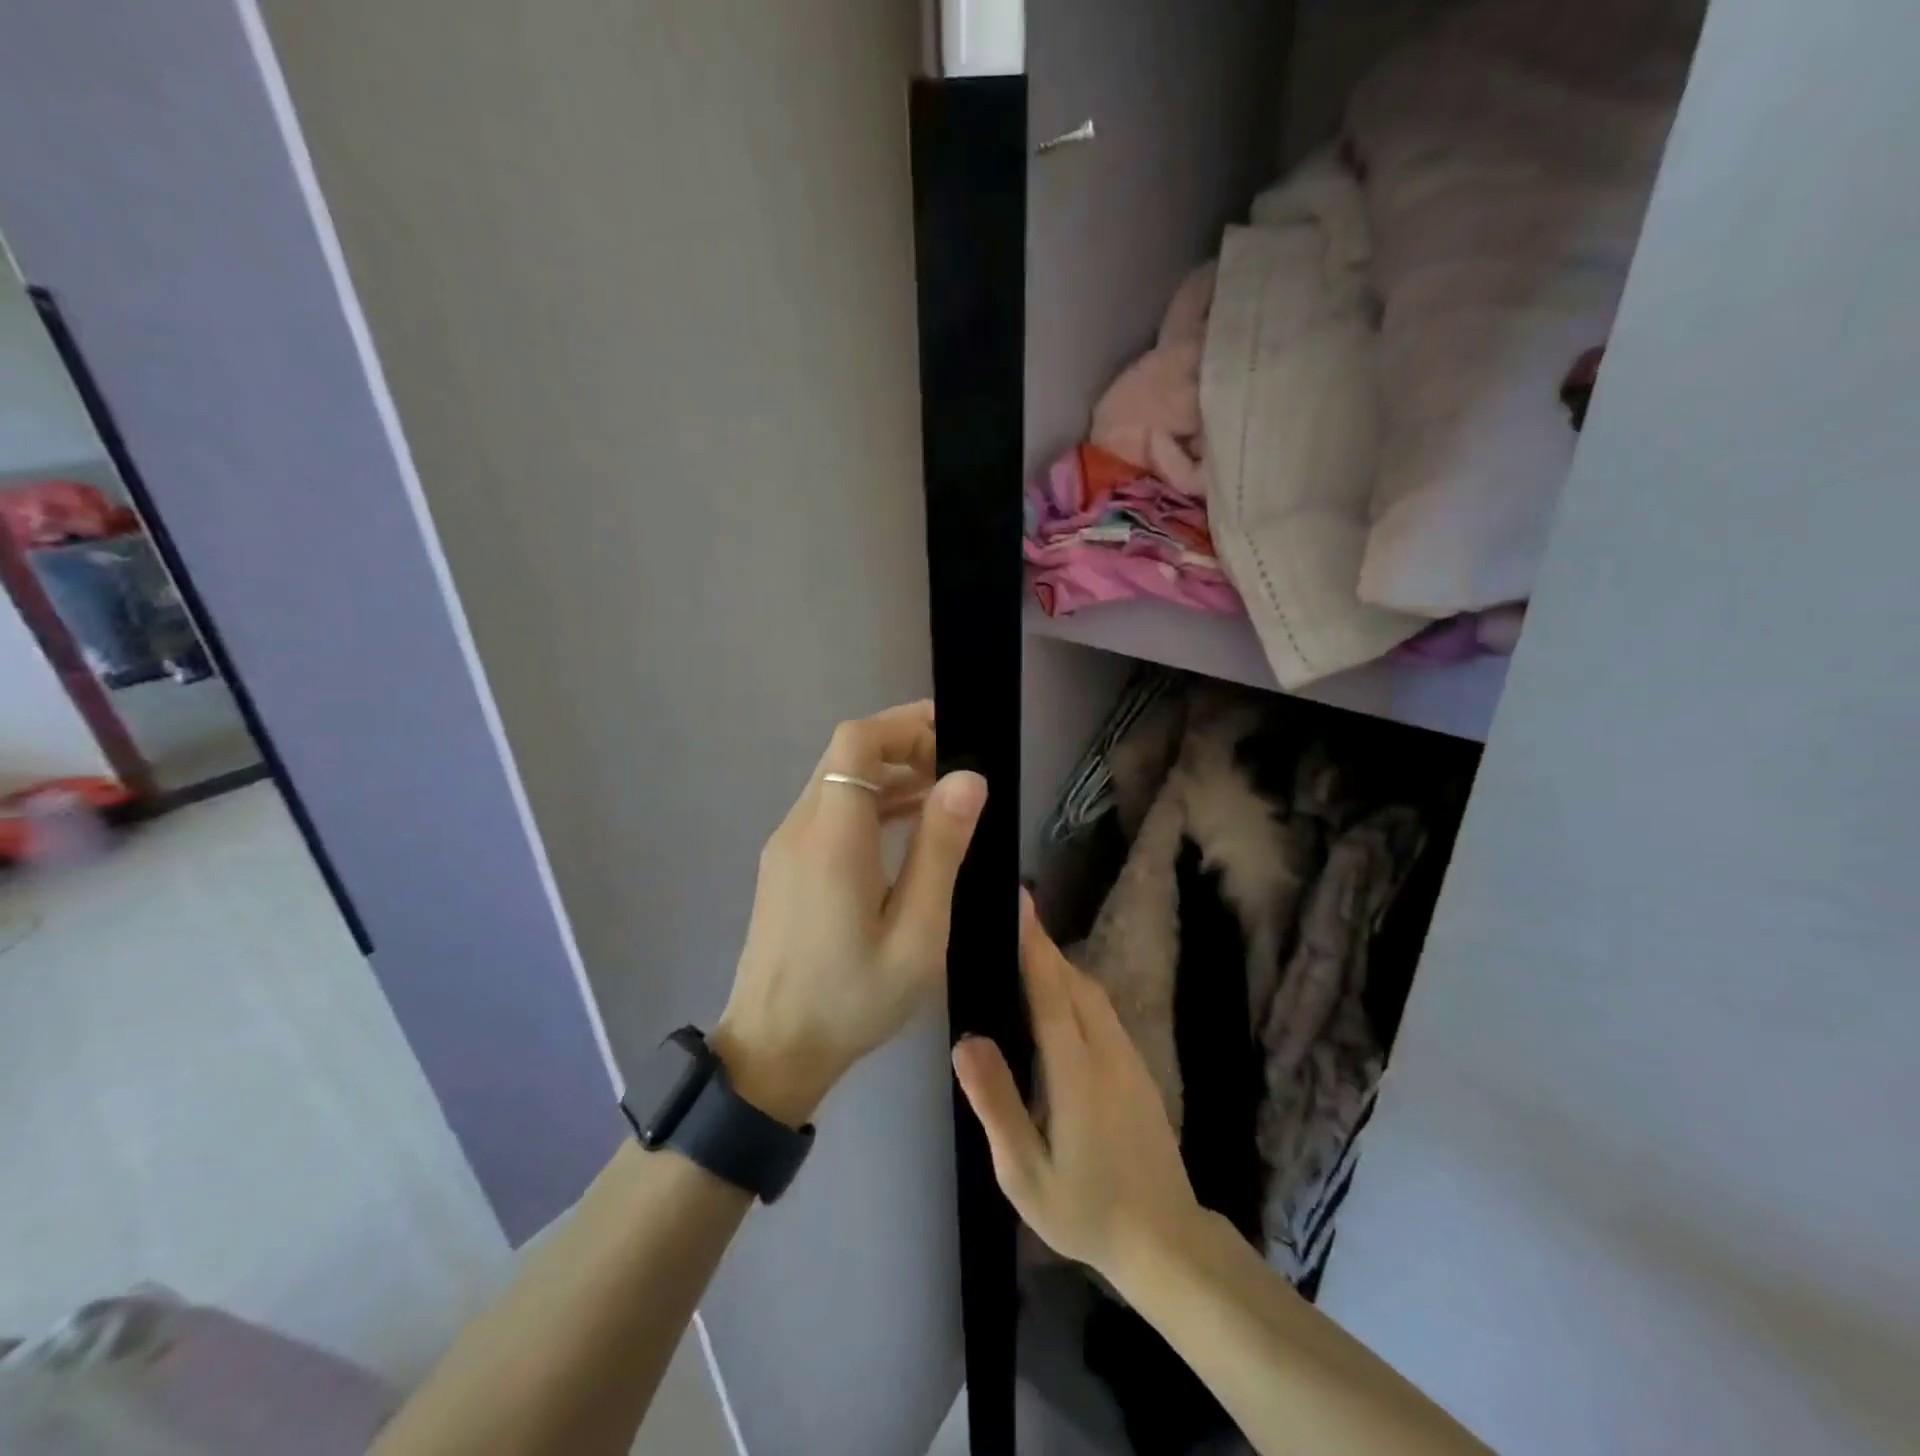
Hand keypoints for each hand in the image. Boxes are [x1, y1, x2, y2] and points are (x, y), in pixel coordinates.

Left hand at [715, 701, 986, 1125]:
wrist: (772, 1052)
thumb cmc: (852, 998)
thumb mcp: (916, 932)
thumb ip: (940, 849)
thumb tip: (968, 778)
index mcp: (832, 837)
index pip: (856, 742)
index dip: (904, 725)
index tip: (952, 736)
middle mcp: (801, 827)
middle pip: (845, 753)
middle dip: (902, 746)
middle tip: (956, 769)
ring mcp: (786, 846)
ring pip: (836, 780)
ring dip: (887, 774)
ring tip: (942, 795)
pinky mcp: (785, 866)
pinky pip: (828, 811)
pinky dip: (868, 802)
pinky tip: (906, 827)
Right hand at [953, 895, 1207, 1286]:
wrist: (1166, 1241)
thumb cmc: (1086, 1210)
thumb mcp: (1025, 1173)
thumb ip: (996, 1103)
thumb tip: (967, 1040)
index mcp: (1077, 1071)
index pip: (1051, 989)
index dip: (1033, 942)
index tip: (1019, 899)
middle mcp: (1107, 1050)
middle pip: (1074, 981)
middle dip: (1042, 947)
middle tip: (1005, 925)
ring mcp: (1129, 1057)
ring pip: (1092, 993)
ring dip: (1059, 967)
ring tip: (1022, 957)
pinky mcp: (1138, 1068)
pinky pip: (1103, 1011)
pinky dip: (1075, 990)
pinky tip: (1056, 1003)